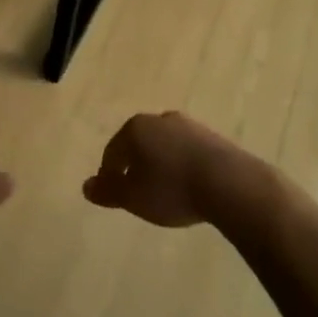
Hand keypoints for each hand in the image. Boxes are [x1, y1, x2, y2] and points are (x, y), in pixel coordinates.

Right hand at [83, 111, 249, 227]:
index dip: (109, 174)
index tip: (113, 195)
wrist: (230, 184)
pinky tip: (188, 187)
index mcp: (136, 128)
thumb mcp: (133, 197)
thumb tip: (86, 187)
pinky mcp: (213, 138)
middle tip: (137, 193)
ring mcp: (189, 126)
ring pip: (164, 146)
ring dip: (160, 165)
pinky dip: (182, 167)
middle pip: (139, 144)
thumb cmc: (172, 189)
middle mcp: (160, 119)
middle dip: (135, 166)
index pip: (113, 151)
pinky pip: (187, 152)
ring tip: (164, 192)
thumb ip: (108, 191)